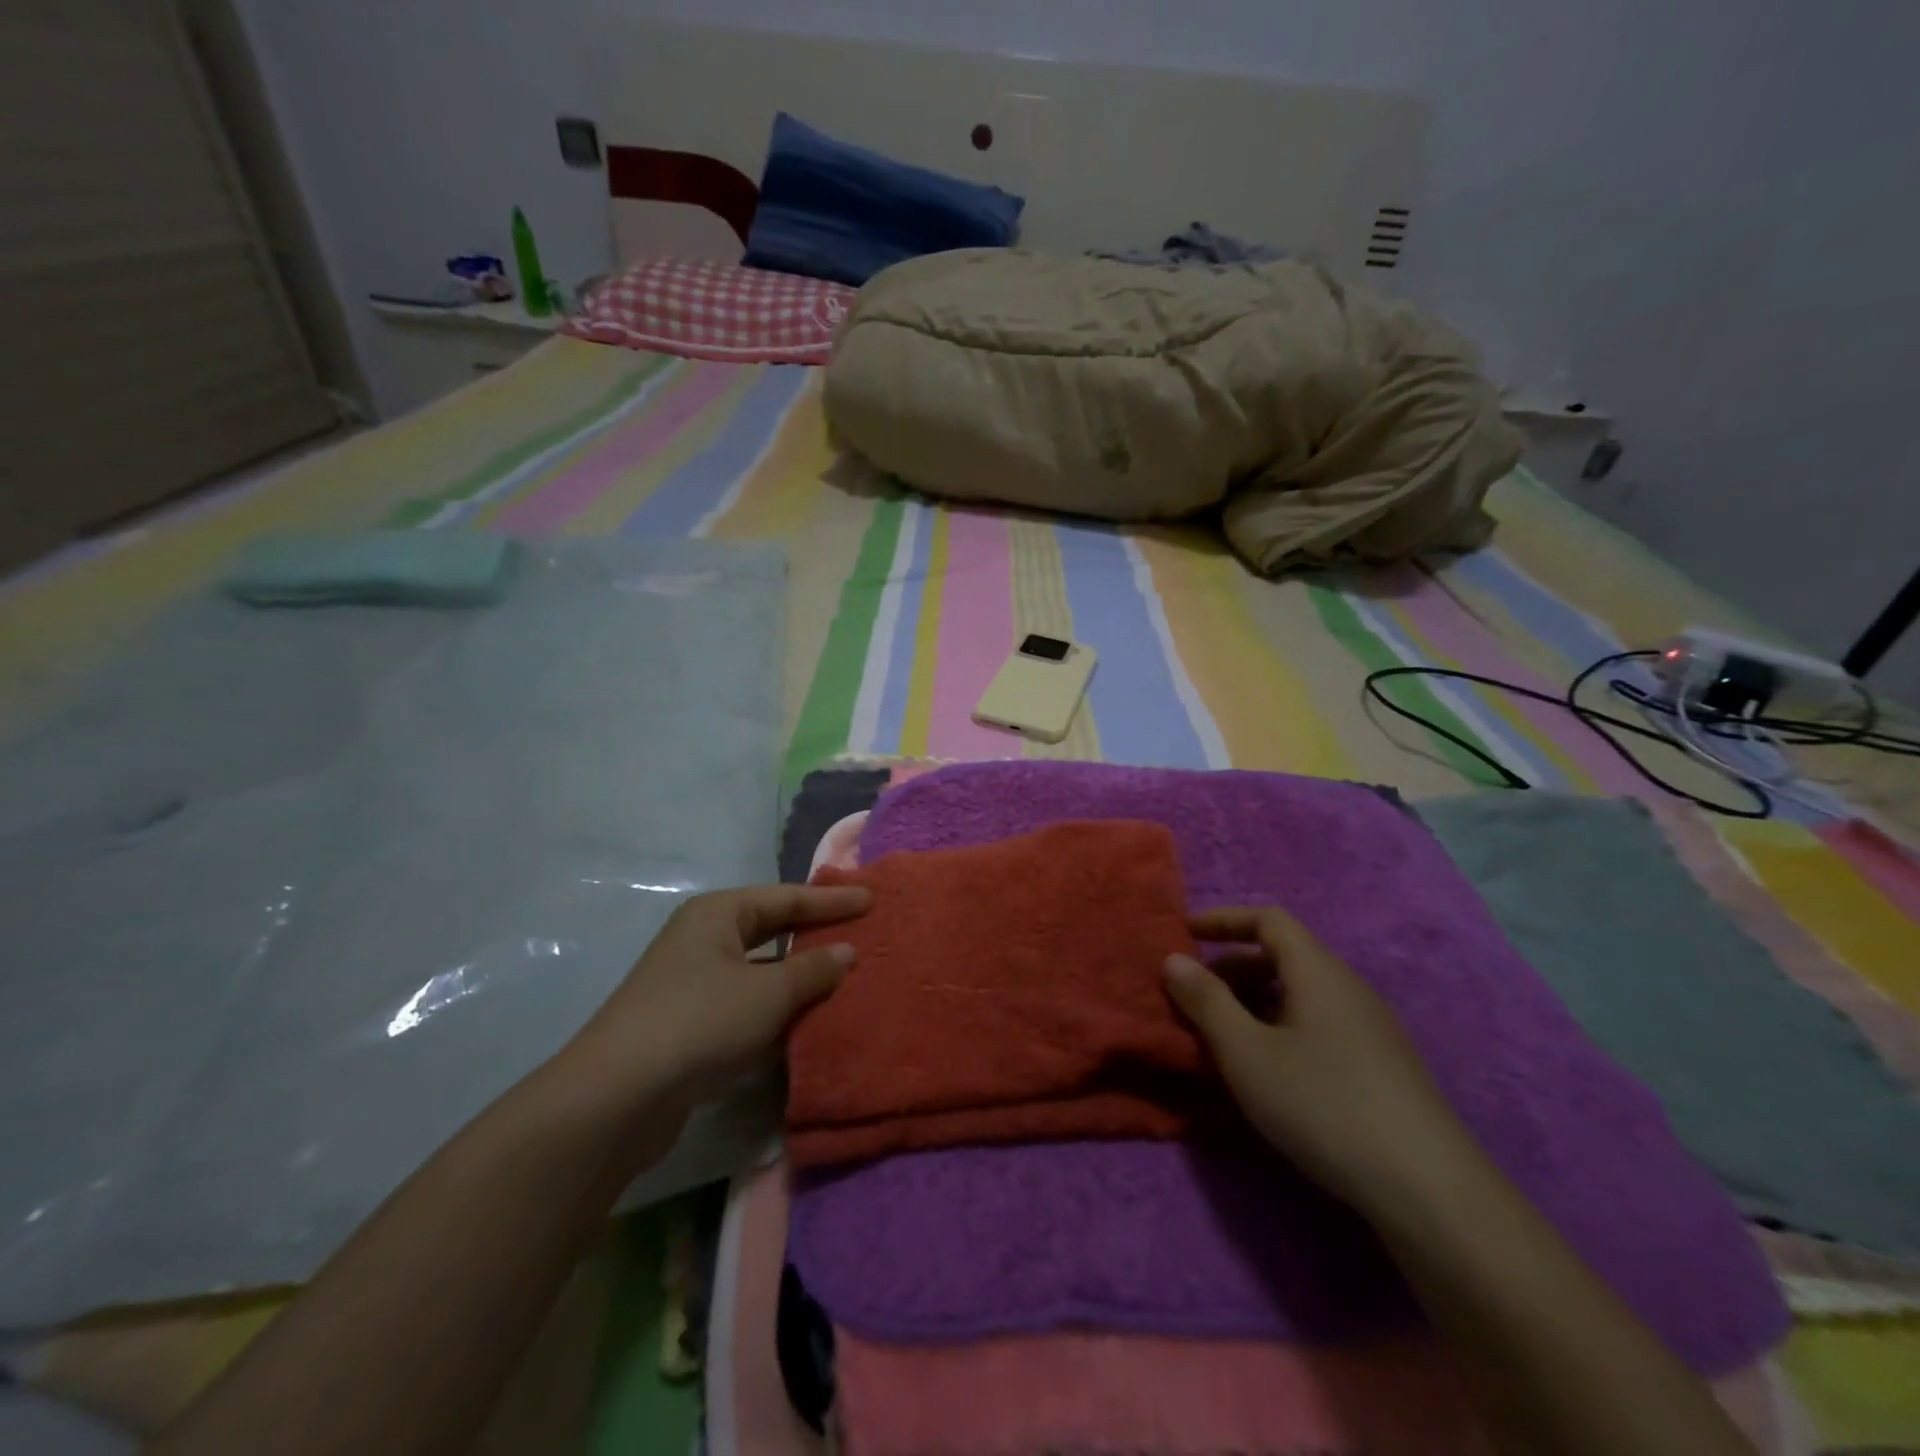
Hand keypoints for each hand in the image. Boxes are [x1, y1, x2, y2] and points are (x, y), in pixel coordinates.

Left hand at [565, 883, 871, 1111]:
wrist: (617, 1098)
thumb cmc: (700, 1021)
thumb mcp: (767, 992)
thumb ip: (813, 970)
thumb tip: (846, 952)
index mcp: (717, 914)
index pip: (786, 898)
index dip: (831, 900)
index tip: (871, 900)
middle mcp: (703, 940)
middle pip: (771, 930)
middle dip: (814, 935)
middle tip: (860, 935)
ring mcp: (693, 984)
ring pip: (759, 972)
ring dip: (798, 979)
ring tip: (844, 981)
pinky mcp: (690, 1026)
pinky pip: (746, 1007)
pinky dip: (776, 1012)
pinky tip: (807, 1024)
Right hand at [1164, 905, 1472, 1214]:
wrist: (1428, 1188)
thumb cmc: (1323, 1103)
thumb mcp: (1247, 1052)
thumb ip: (1206, 1001)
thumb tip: (1173, 958)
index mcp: (1317, 971)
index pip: (1268, 919)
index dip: (1224, 919)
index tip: (1185, 933)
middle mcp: (1348, 986)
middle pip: (1285, 955)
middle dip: (1233, 966)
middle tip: (1196, 995)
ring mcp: (1372, 1027)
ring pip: (1302, 993)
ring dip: (1256, 1000)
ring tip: (1225, 1036)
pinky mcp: (1383, 1064)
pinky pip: (1320, 1022)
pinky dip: (1282, 1026)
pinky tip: (1271, 1071)